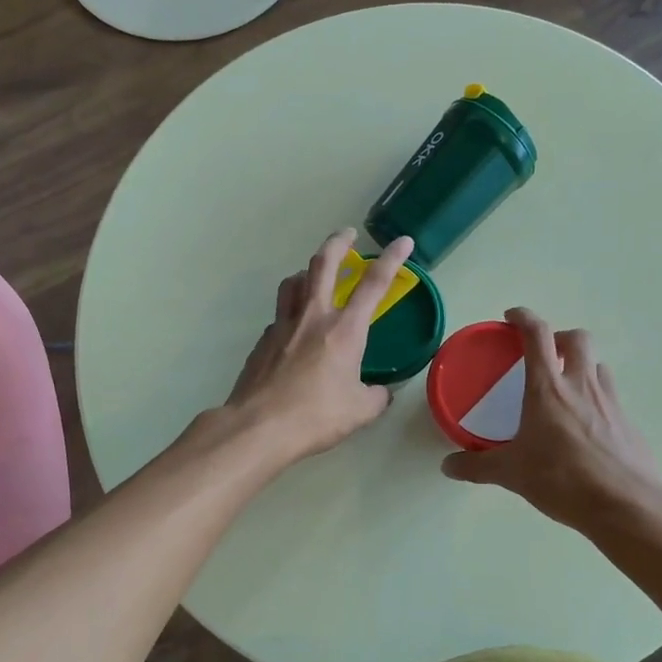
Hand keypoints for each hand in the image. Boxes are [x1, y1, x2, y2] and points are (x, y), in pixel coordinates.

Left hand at [224, 229, 415, 464]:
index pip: (374, 284)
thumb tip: (380, 392)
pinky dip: (291, 312)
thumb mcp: (360, 411)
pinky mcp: (263, 341)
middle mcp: (313, 317)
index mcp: (345, 330)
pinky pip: (280, 316)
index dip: (391, 259)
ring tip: (314, 276)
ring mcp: (283, 326)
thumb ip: (376, 396)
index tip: (403, 241)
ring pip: (293, 282)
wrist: (258, 427)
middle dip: (338, 242)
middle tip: (348, 234)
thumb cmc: (316, 416)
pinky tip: (294, 331)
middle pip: (323, 264)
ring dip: (307, 271)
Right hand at [441, 309, 661, 530]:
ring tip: (566, 390)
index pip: (536, 335)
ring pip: (598, 365)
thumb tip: (447, 466)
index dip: (523, 317)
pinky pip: (611, 397)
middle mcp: (581, 385)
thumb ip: (477, 467)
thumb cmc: (562, 479)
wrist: (625, 505)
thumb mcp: (512, 474)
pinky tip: (586, 428)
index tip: (511, 318)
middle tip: (545, 356)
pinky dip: (597, 400)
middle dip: (560, 338)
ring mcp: (610, 402)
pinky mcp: (628, 423)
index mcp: (548, 388)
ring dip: (582, 367)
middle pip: (577, 338)